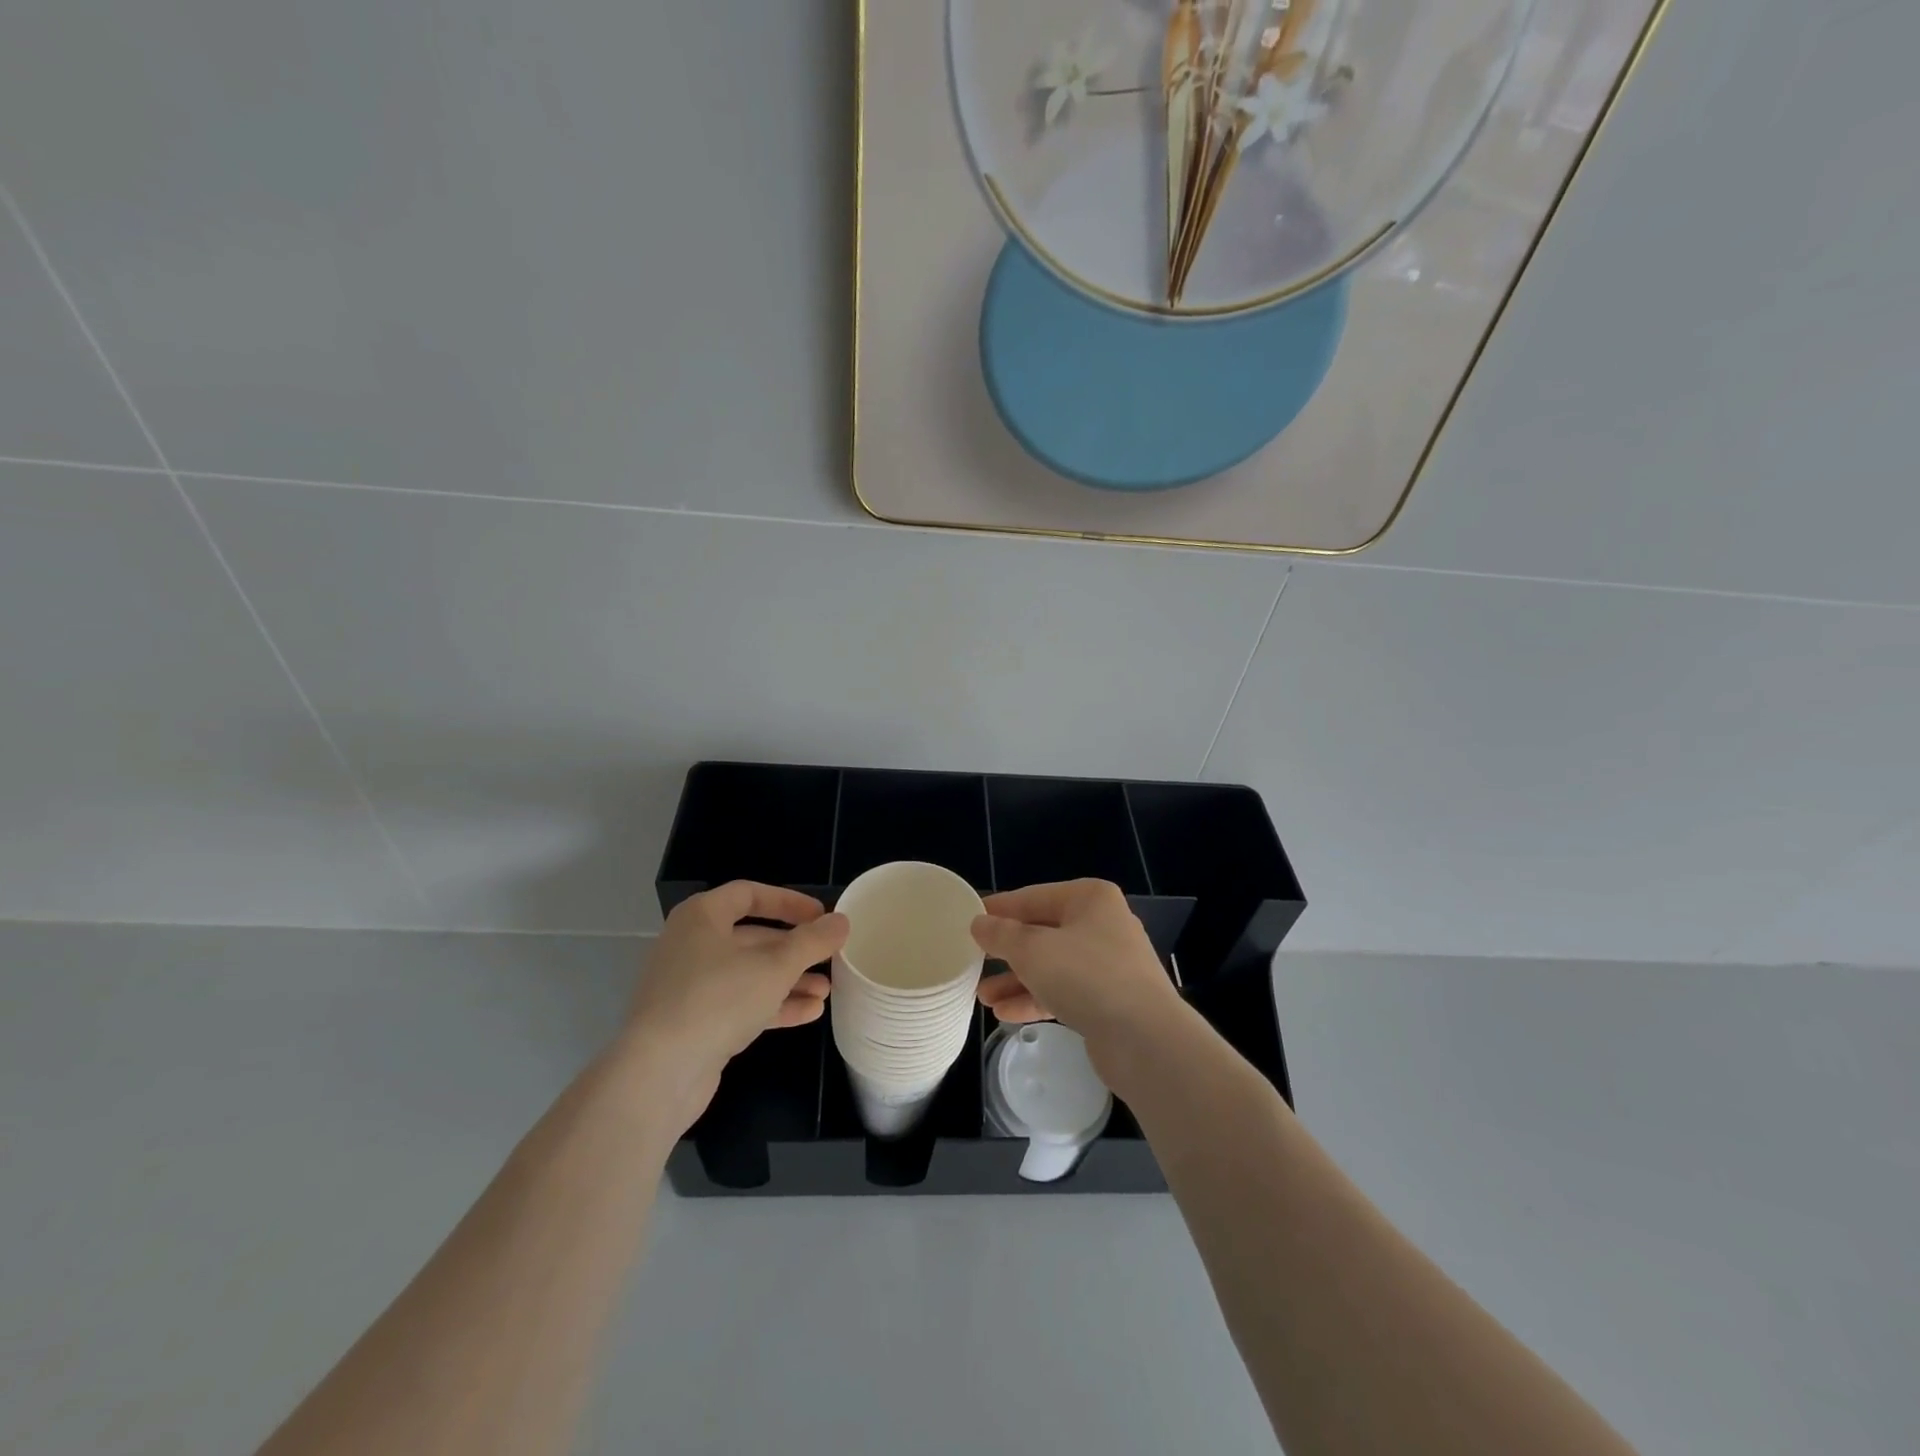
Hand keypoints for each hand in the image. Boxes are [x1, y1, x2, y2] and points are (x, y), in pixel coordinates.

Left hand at [621, 881, 847, 1131]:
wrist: (658, 1074)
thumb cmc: (717, 1000)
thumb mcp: (776, 966)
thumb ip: (812, 941)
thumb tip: (842, 921)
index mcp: (702, 917)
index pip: (750, 894)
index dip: (789, 902)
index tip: (821, 915)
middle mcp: (691, 945)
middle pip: (752, 937)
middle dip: (795, 949)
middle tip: (829, 957)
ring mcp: (689, 986)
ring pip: (748, 974)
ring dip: (788, 980)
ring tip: (826, 991)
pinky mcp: (692, 1023)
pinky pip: (739, 1004)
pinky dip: (772, 1005)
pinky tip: (809, 1013)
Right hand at [971, 879, 1182, 1069]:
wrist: (1146, 1040)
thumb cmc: (1086, 977)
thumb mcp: (1033, 950)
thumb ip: (1001, 934)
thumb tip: (979, 923)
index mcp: (1089, 898)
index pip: (1032, 897)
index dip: (998, 909)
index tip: (967, 921)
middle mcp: (1101, 924)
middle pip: (1042, 931)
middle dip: (1006, 951)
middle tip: (972, 961)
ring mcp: (1108, 964)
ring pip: (1051, 965)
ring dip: (1016, 979)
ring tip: (981, 997)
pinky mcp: (1109, 999)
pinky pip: (1064, 991)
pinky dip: (1035, 998)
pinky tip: (1004, 1014)